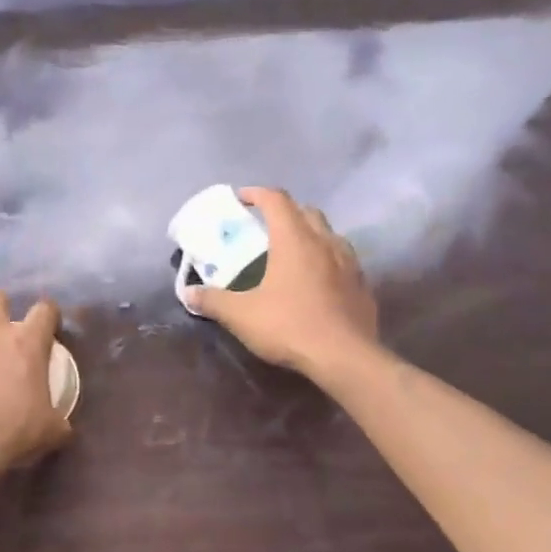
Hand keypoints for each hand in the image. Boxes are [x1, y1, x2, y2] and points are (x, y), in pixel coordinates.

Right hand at [186, 186, 378, 381]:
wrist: (345, 357)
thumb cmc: (290, 326)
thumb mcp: (242, 316)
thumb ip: (213, 301)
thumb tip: (188, 293)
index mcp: (294, 239)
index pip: (276, 200)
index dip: (257, 194)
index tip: (241, 199)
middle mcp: (324, 241)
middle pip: (306, 211)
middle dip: (286, 212)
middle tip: (267, 227)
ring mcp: (349, 262)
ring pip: (329, 233)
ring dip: (310, 234)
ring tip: (293, 252)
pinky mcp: (362, 284)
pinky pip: (343, 259)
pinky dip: (327, 259)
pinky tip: (318, 280)